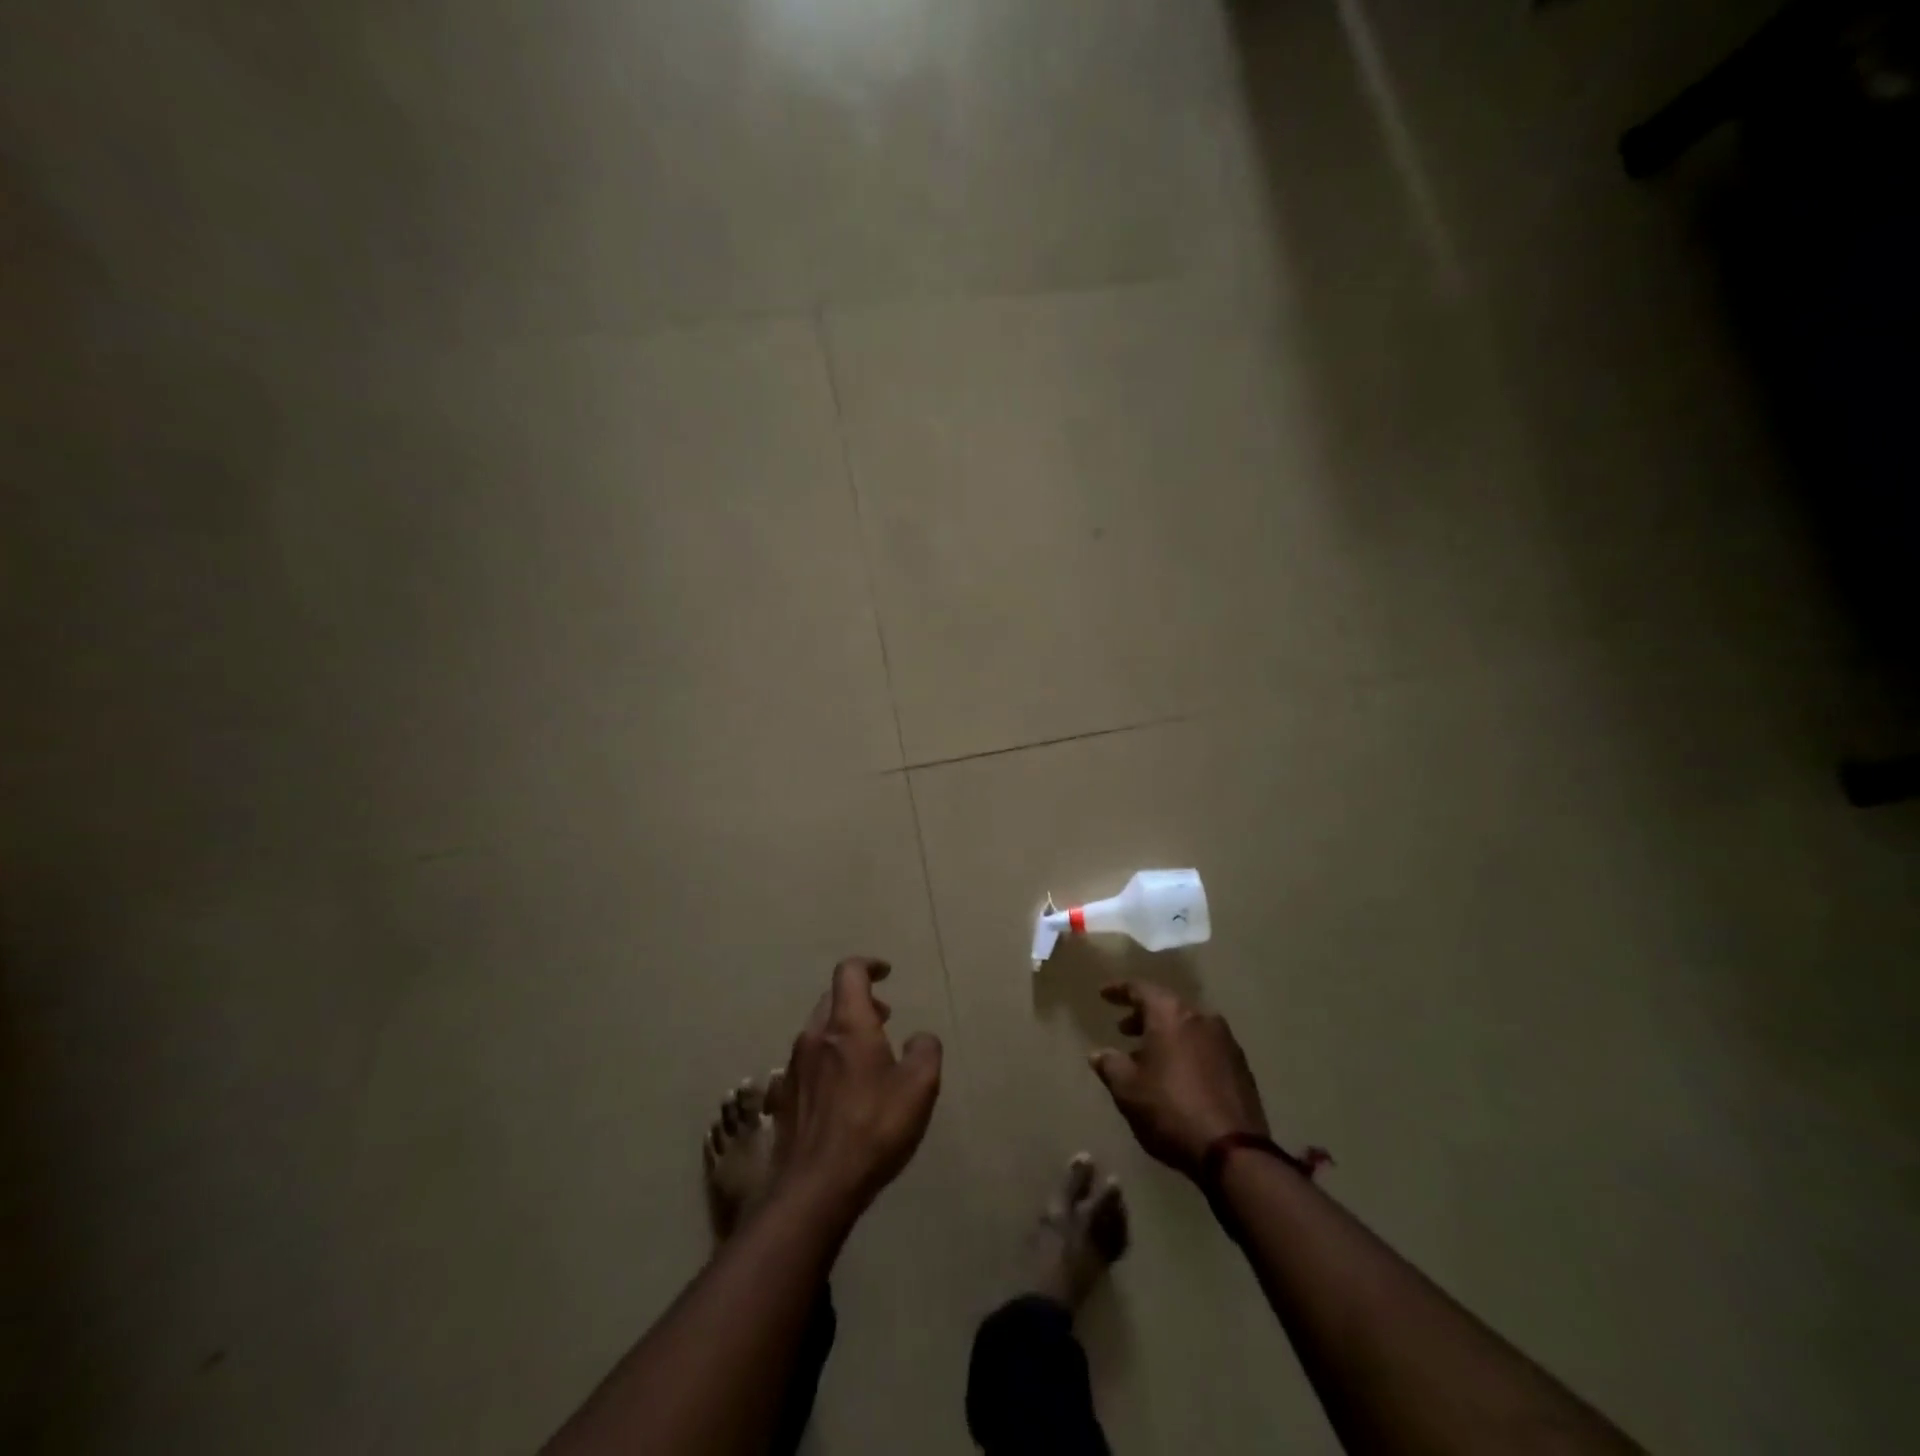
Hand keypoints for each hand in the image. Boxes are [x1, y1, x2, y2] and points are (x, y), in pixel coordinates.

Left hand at [768, 958, 943, 1215]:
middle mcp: (814, 1037)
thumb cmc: (872, 1128)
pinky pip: (807, 1064)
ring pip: (818, 1032)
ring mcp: (794, 1068)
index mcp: (847, 1025)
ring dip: (842, 1033)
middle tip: (884, 1017)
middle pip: (832, 1000)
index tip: (886, 972)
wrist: (814, 1189)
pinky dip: (827, 1062)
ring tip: (867, 1057)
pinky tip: (842, 1092)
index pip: (850, 972)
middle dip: (859, 1001)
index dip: (869, 965)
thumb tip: (918, 1038)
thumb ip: (925, 1051)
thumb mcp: (919, 1087)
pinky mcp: (784, 1098)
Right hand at [1089, 982, 1268, 1177]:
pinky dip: (1186, 1051)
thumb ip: (1110, 1065)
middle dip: (1143, 1015)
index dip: (1119, 990)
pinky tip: (1176, 1075)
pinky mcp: (1241, 1066)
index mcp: (1171, 1014)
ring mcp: (1225, 1041)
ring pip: (1187, 1026)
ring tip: (1147, 1056)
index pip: (1140, 989)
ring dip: (1165, 1035)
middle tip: (1123, 1029)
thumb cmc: (1171, 1110)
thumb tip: (1099, 1054)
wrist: (1234, 1152)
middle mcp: (1200, 1017)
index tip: (1103, 995)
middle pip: (1167, 1006)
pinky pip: (1205, 1046)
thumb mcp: (1128, 1090)